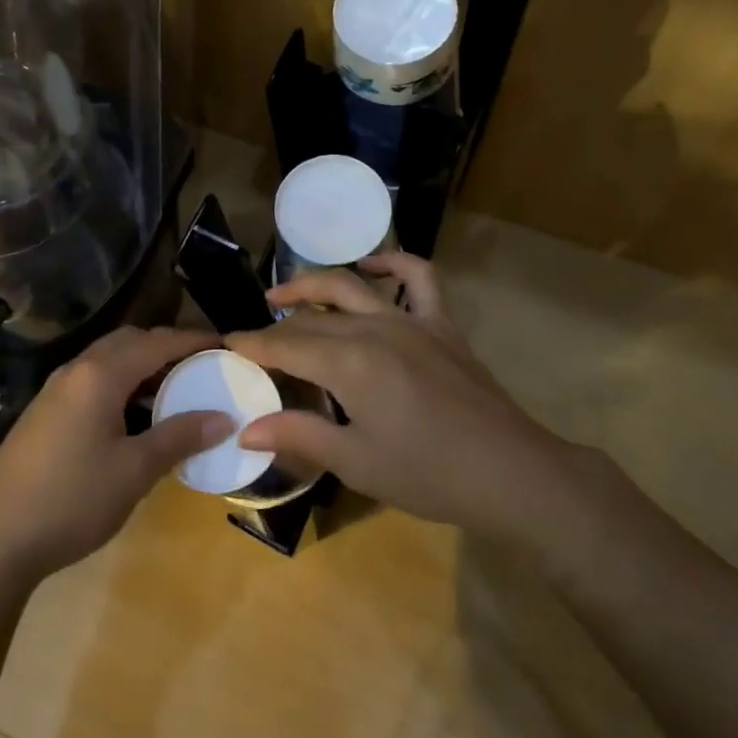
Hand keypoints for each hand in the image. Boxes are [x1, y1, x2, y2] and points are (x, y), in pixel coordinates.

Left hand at [0, 327, 231, 584]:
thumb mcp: (134, 471)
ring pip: (108, 359)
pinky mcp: (45, 411)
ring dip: (142, 365)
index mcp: (100, 374)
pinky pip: (93, 379)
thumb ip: (179, 437)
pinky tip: (133, 415)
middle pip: (129, 341)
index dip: (192, 340)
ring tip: (174, 389)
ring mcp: (56, 389)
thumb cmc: (71, 499)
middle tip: (200, 365)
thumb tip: (224, 418)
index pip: (156, 342)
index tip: (225, 344)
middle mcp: (77, 369)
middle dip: (166, 346)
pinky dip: (121, 382)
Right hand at [226, 253, 570, 532]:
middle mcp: (374, 327)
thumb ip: (299, 435)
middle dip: (276, 325)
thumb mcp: (356, 462)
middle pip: (312, 318)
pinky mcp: (441, 323)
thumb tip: (245, 428)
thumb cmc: (428, 474)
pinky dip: (393, 263)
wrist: (510, 473)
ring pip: (351, 287)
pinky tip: (373, 266)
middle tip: (254, 336)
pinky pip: (419, 276)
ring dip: (313, 285)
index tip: (227, 344)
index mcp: (349, 362)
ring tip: (286, 293)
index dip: (254, 345)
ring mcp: (411, 319)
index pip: (287, 346)